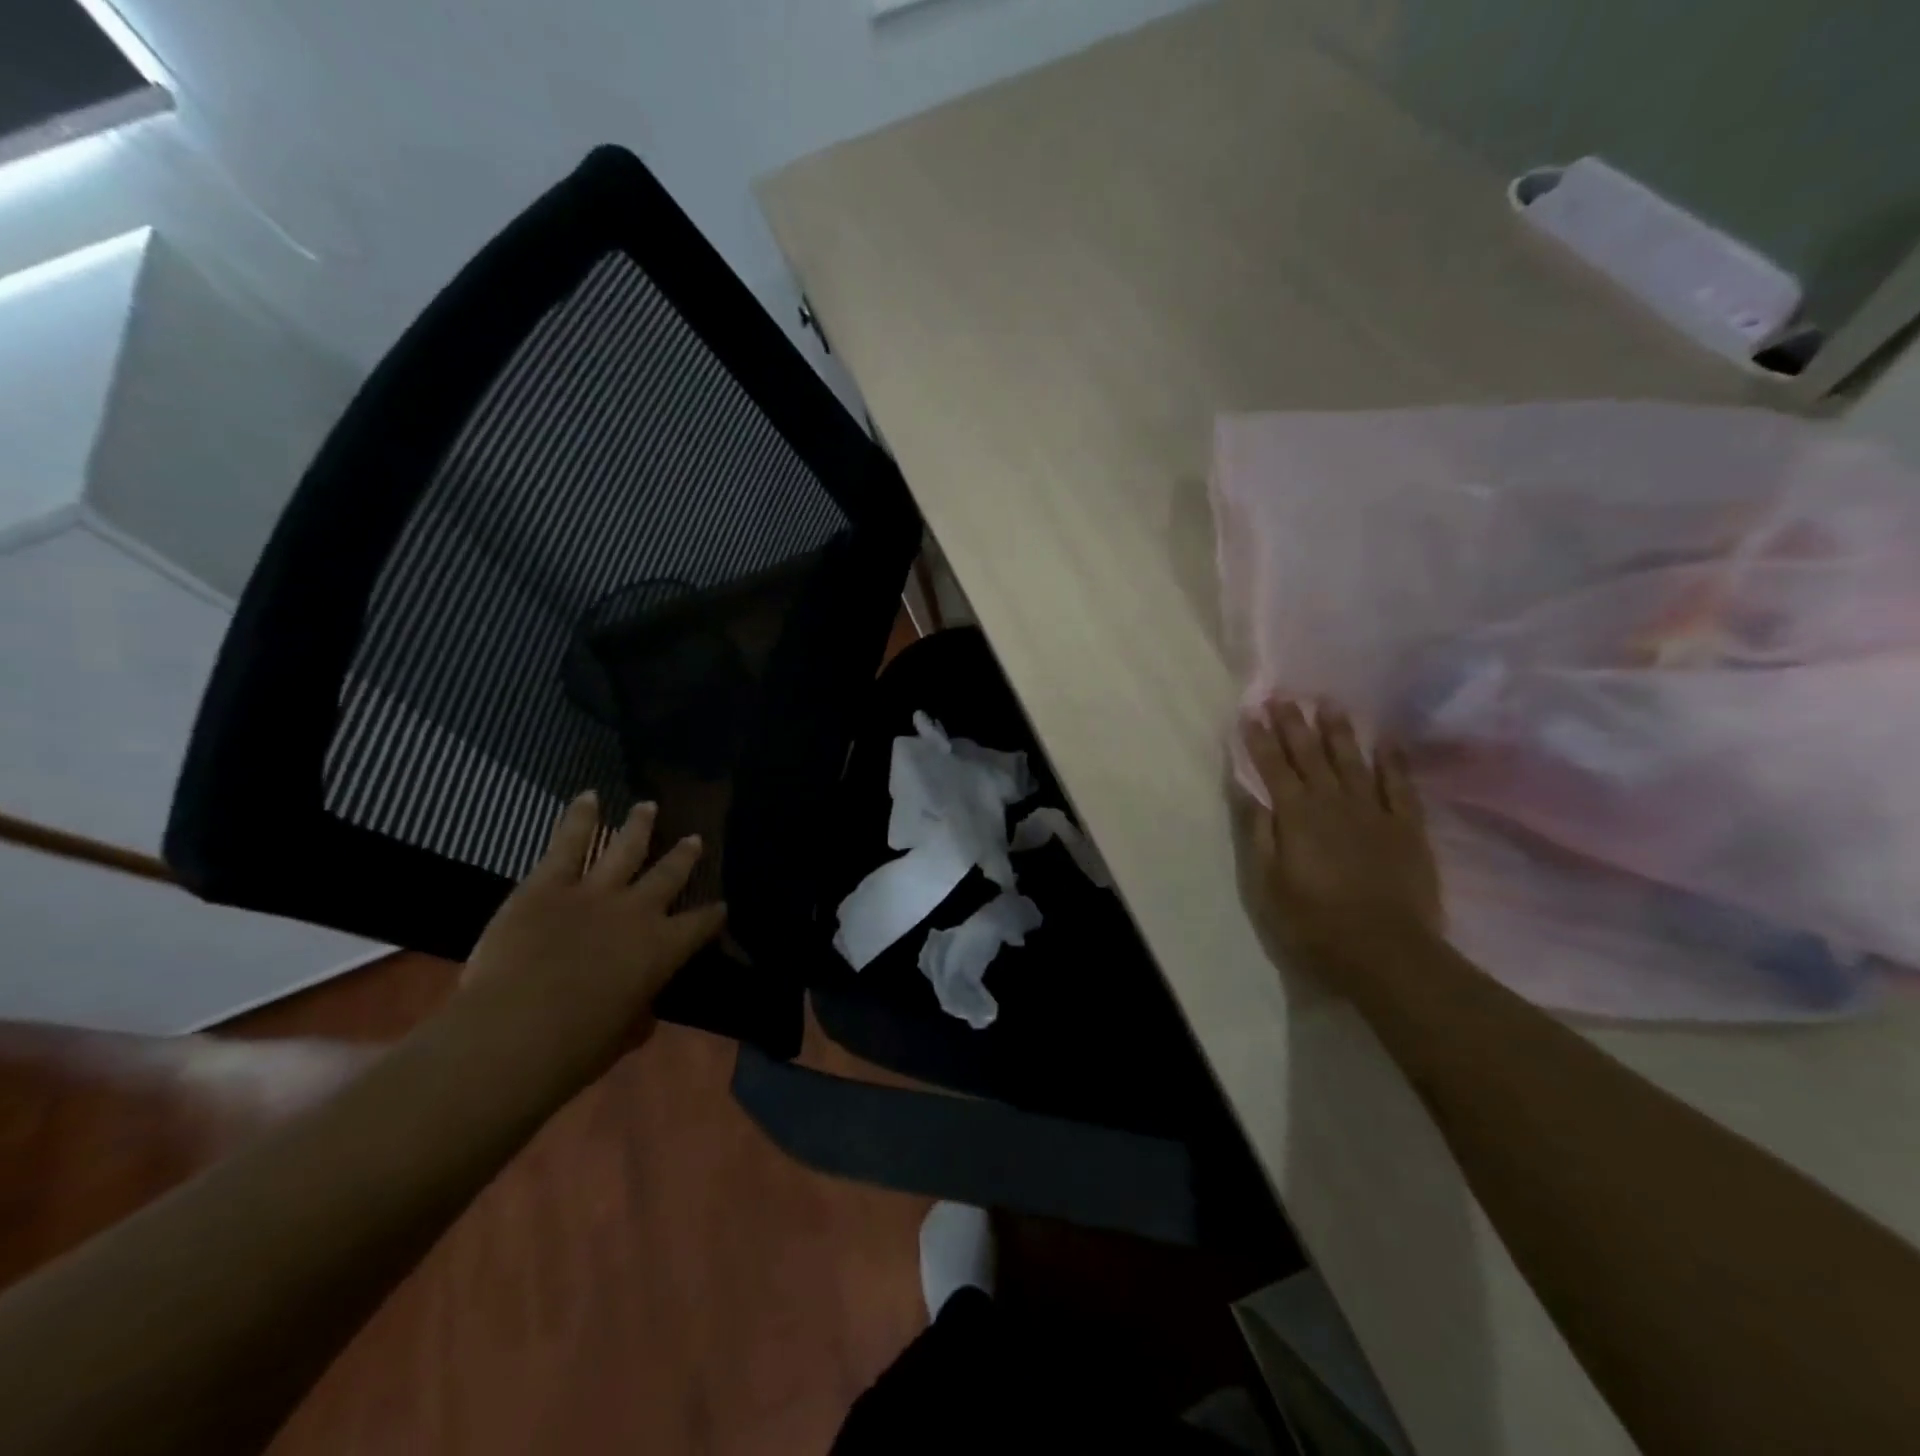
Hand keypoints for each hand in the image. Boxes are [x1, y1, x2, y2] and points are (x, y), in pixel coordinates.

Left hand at [458, 793, 726, 1079]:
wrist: (516, 1032)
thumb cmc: (576, 1049)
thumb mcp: (622, 1037)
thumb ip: (638, 1015)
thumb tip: (643, 1009)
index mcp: (662, 950)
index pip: (700, 925)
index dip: (713, 916)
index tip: (721, 906)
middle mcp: (638, 911)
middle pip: (669, 876)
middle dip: (684, 857)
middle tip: (694, 839)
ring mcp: (595, 892)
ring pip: (626, 848)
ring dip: (640, 826)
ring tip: (649, 806)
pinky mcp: (549, 885)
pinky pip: (569, 843)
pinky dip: (580, 818)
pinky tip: (589, 796)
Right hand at [1237, 698, 1442, 995]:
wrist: (1385, 950)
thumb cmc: (1313, 921)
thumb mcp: (1268, 882)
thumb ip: (1258, 832)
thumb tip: (1246, 791)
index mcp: (1296, 816)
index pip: (1272, 767)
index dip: (1259, 739)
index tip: (1250, 712)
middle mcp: (1333, 802)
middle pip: (1310, 755)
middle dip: (1294, 724)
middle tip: (1284, 696)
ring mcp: (1374, 812)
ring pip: (1353, 760)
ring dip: (1339, 731)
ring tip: (1329, 704)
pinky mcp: (1407, 827)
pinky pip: (1399, 785)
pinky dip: (1393, 761)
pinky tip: (1387, 741)